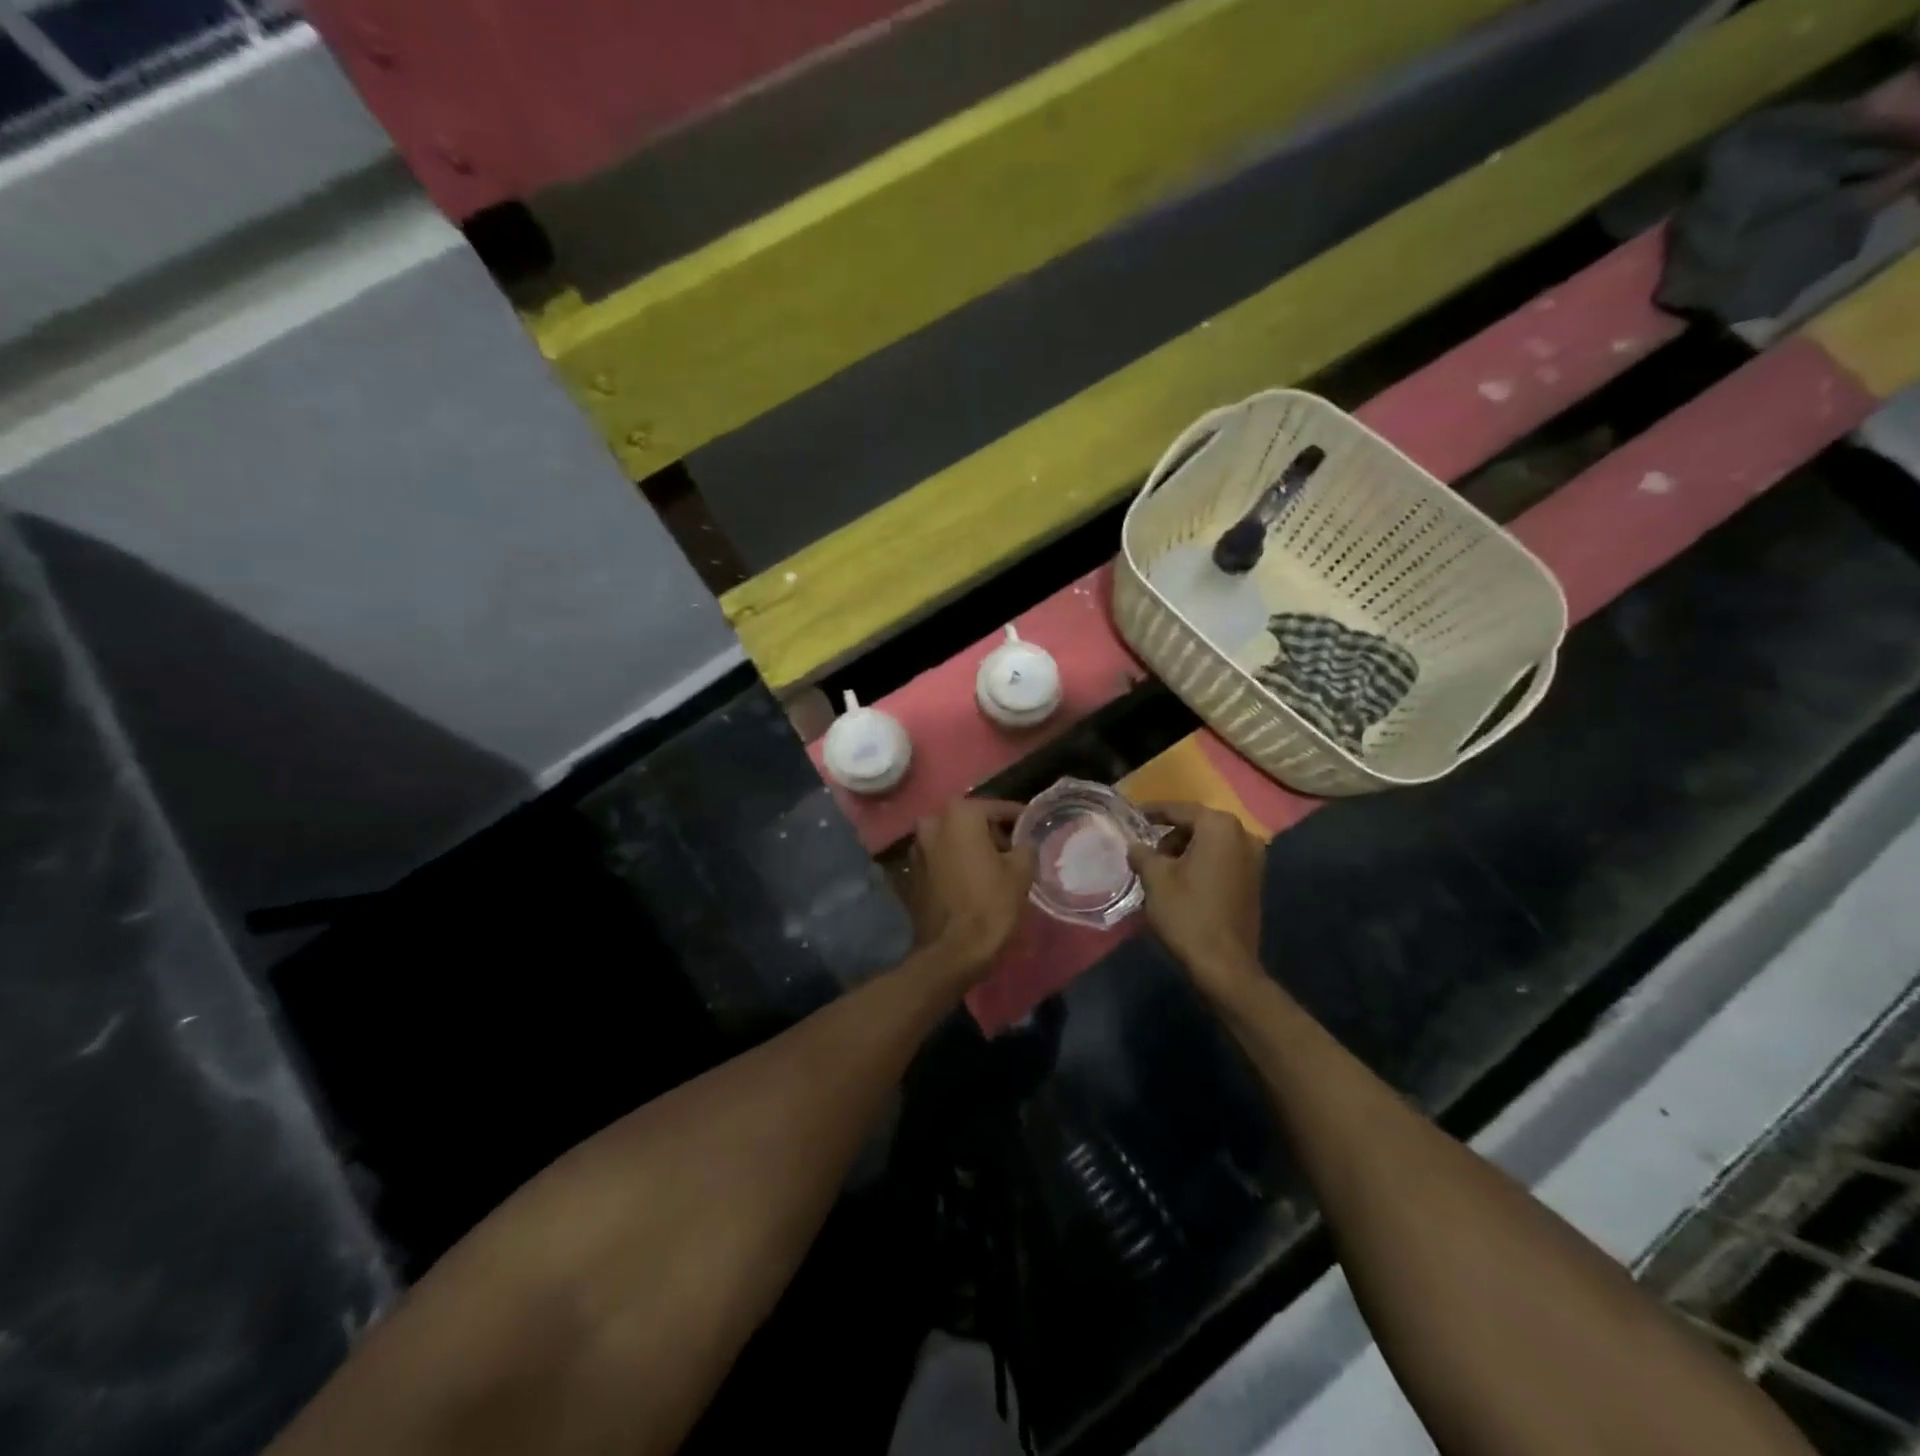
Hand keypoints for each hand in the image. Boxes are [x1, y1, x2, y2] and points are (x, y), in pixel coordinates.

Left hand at [905, 799, 1036, 980]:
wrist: (952, 951)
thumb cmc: (990, 904)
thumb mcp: (1021, 872)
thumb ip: (1025, 847)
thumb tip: (1023, 843)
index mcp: (960, 815)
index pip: (996, 807)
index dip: (1017, 818)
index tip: (1031, 825)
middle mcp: (932, 823)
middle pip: (970, 821)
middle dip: (990, 832)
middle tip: (1013, 849)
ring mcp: (917, 848)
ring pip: (951, 839)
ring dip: (970, 847)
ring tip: (992, 866)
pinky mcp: (911, 872)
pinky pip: (940, 859)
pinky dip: (954, 863)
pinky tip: (971, 880)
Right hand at [1129, 802, 1267, 1000]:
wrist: (1224, 964)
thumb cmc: (1187, 913)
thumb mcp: (1155, 878)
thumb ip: (1142, 853)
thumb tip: (1136, 846)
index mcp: (1219, 827)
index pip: (1179, 810)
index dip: (1153, 812)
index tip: (1133, 816)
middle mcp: (1243, 835)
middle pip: (1198, 825)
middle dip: (1170, 834)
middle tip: (1145, 850)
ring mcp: (1254, 859)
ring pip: (1211, 844)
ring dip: (1185, 850)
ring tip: (1160, 869)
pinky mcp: (1254, 881)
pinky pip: (1222, 860)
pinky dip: (1201, 864)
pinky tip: (1181, 882)